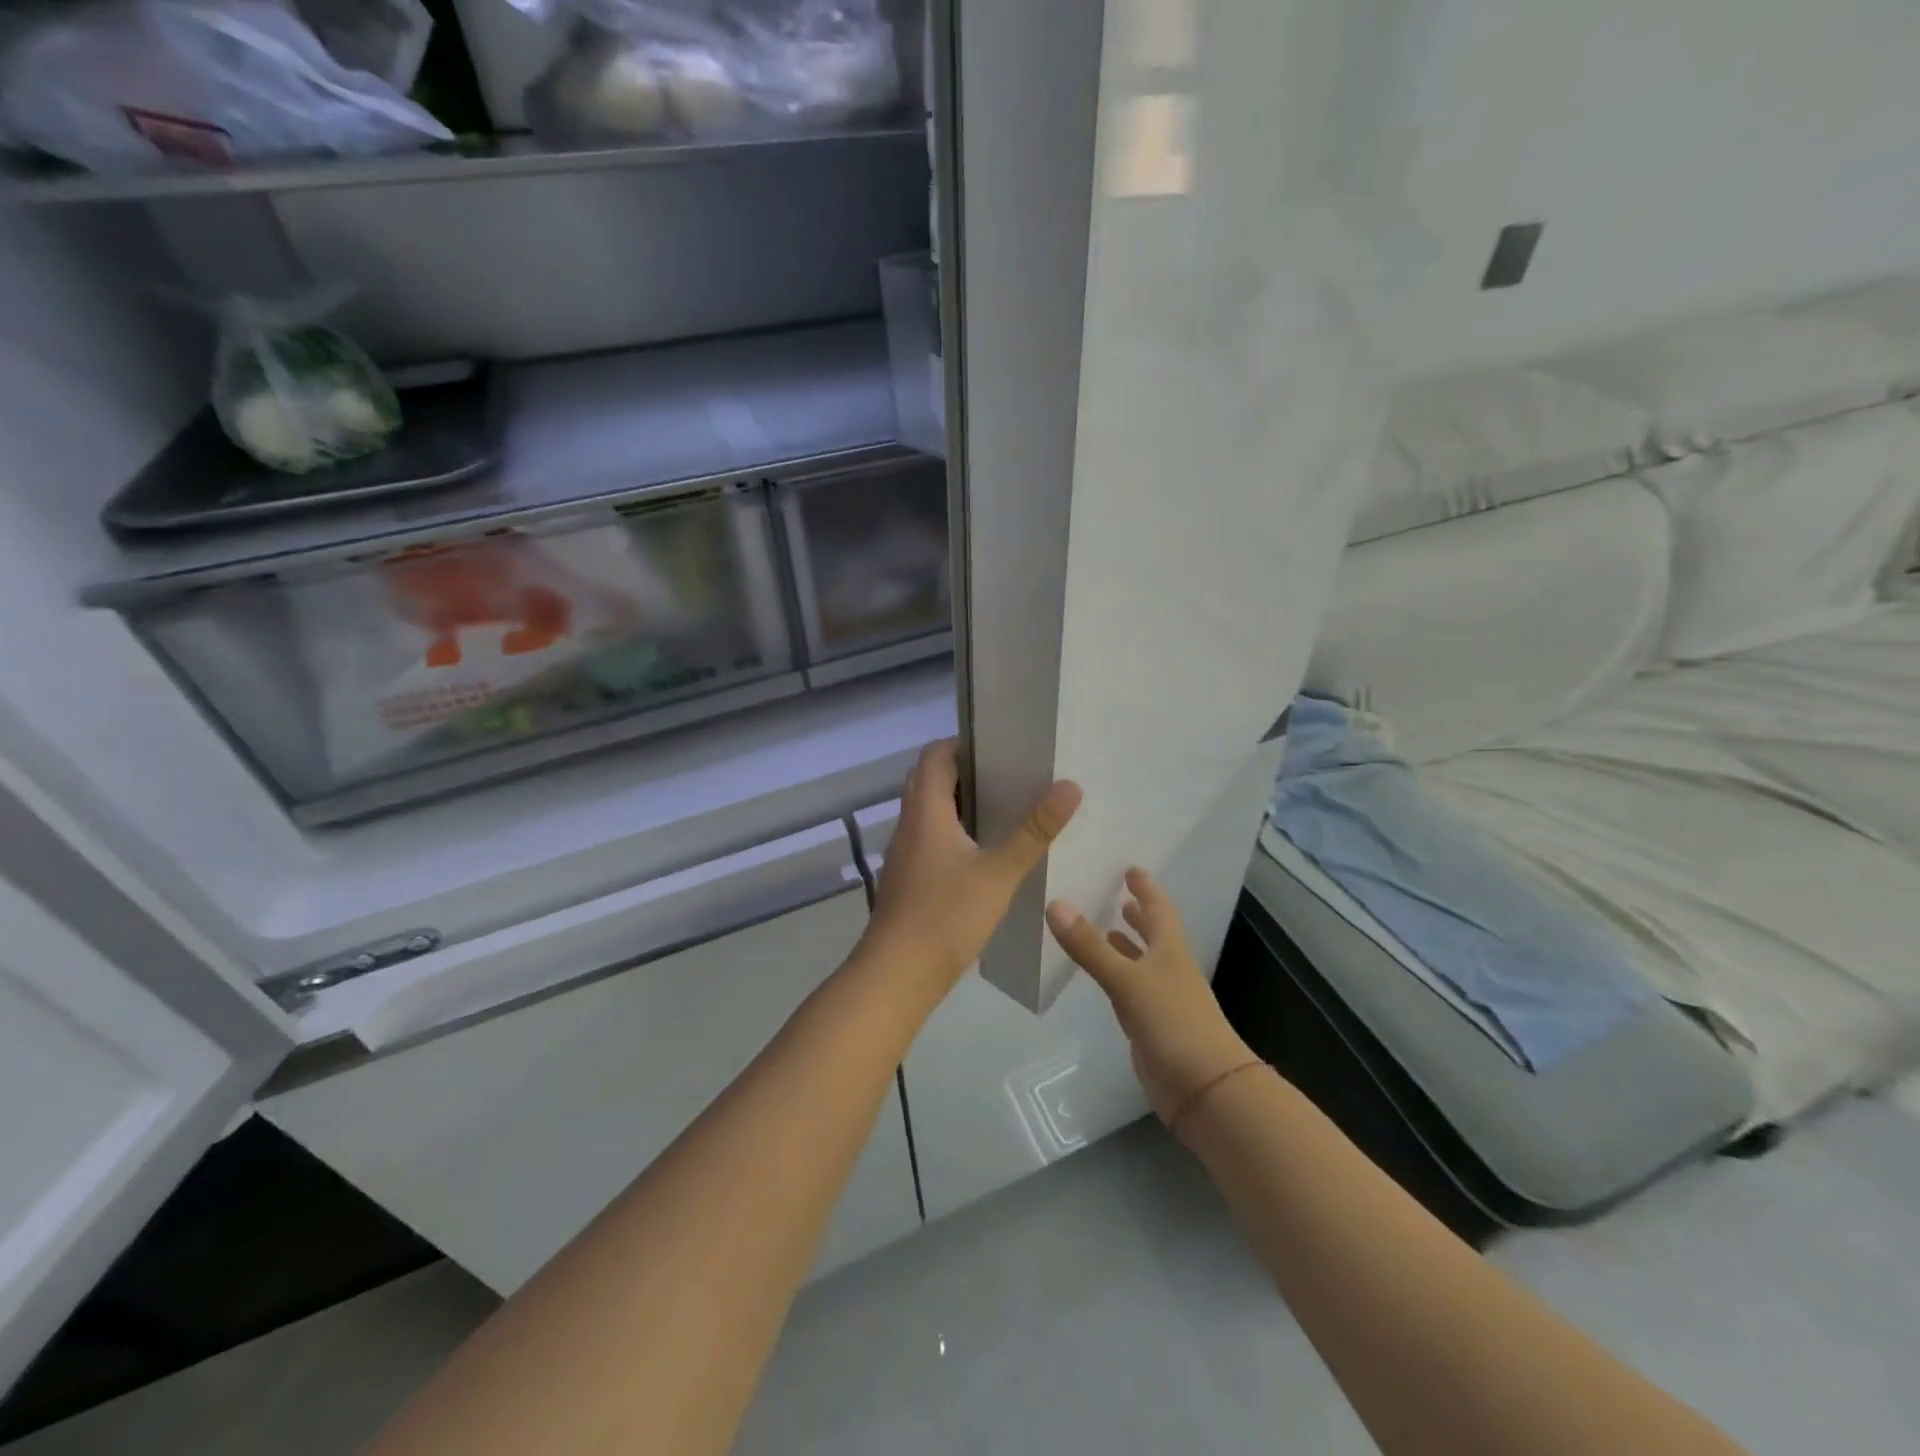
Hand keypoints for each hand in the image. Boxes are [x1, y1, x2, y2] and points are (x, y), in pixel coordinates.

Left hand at [860, 739, 1081, 995]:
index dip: (962, 744)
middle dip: (964, 772)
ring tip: (1003, 810)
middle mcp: (909, 824)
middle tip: (1007, 777)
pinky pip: (928, 838)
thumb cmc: (946, 916)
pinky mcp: (907, 878)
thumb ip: (1034, 831)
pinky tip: (982, 854)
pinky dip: (952, 832)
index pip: (934, 755)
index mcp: (926, 812)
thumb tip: (1069, 786)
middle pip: (928, 780)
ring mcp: (904, 853)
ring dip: (958, 803)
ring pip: (928, 811)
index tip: (999, 748)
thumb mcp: (999, 873)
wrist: (896, 975)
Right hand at [1046, 869, 1257, 1131]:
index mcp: (1170, 950)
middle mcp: (1169, 969)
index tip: (1131, 869)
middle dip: (1138, 915)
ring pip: (1142, 963)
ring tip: (1106, 930)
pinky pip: (1131, 991)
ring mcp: (1162, 999)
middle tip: (1118, 896)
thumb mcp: (1127, 980)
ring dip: (1127, 946)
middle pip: (1155, 934)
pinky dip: (1118, 978)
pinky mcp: (1152, 1027)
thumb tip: (1056, 904)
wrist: (1206, 1090)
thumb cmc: (1173, 1023)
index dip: (1146, 888)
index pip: (1159, 909)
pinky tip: (1103, 980)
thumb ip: (1090, 946)